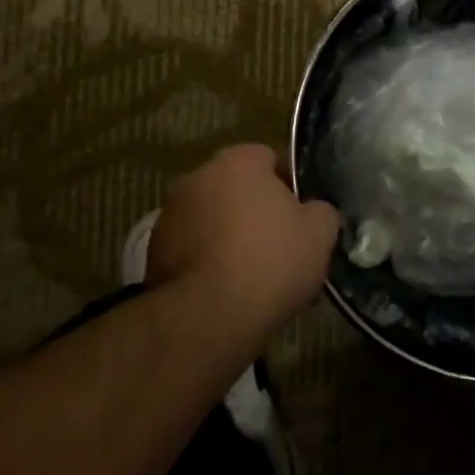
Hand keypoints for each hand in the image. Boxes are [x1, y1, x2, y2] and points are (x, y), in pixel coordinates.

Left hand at [146, 144, 339, 343]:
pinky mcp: (153, 254)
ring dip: (230, 236)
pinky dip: (209, 262)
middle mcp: (197, 177)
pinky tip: (229, 291)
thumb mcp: (321, 232)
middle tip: (282, 245)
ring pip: (213, 220)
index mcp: (238, 161)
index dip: (290, 184)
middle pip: (237, 188)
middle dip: (257, 211)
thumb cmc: (270, 260)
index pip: (270, 158)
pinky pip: (194, 250)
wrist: (208, 316)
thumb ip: (321, 210)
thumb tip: (313, 210)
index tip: (303, 213)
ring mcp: (169, 215)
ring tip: (255, 275)